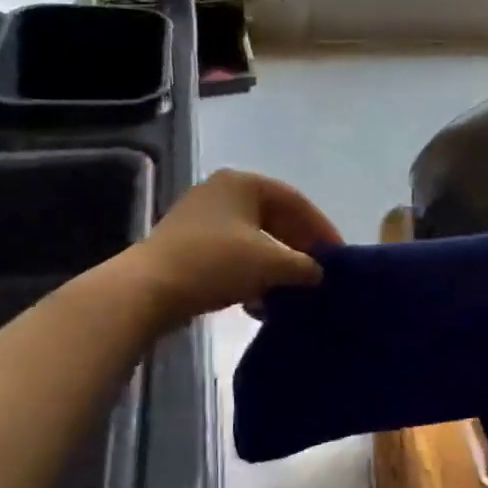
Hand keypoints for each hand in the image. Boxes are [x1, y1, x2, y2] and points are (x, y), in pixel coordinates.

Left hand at [126, 169, 341, 325]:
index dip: (321, 228)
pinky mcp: (188, 246)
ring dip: (276, 267)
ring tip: (293, 292)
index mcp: (243, 183)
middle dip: (298, 249)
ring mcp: (201, 219)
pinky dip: (252, 276)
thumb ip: (304, 265)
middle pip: (274, 219)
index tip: (339, 255)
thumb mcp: (270, 263)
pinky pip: (233, 256)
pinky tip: (260, 304)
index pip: (295, 201)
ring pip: (254, 240)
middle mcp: (222, 193)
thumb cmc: (215, 263)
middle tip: (318, 273)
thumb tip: (319, 273)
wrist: (148, 290)